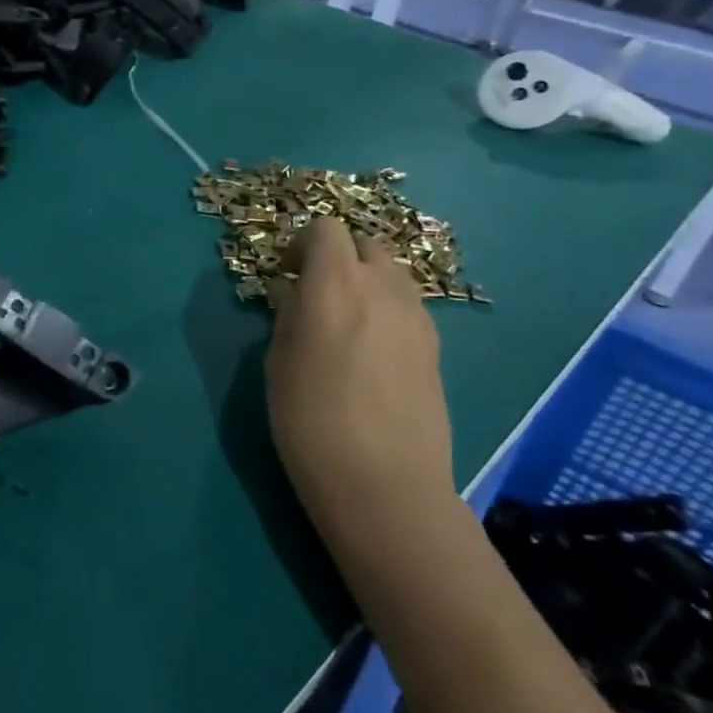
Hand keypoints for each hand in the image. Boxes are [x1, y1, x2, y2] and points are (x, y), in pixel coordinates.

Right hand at [266, 218, 454, 554]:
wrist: (384, 483)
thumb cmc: (310, 420)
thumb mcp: (277, 363)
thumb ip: (286, 315)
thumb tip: (291, 293)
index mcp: (334, 284)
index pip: (325, 229)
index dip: (302, 243)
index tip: (286, 273)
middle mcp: (381, 286)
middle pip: (364, 243)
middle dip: (337, 256)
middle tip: (315, 292)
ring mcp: (416, 315)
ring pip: (391, 272)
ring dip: (365, 279)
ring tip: (345, 320)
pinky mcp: (435, 345)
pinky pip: (407, 304)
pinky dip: (386, 307)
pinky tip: (371, 349)